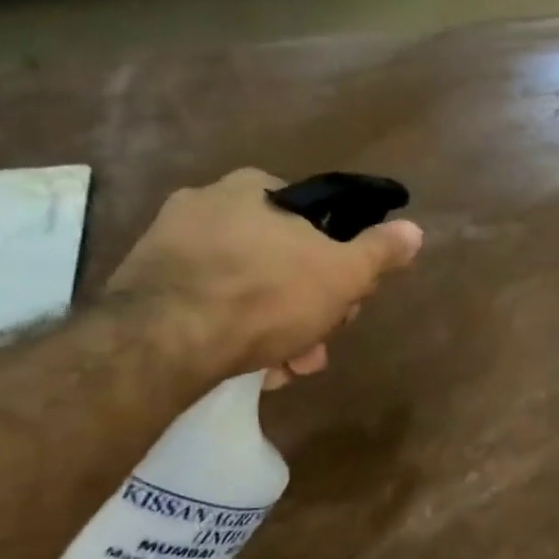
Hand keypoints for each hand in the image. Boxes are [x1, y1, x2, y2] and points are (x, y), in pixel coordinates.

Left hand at [105, 168, 421, 383]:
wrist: (164, 340)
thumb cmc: (267, 295)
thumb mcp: (344, 274)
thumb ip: (381, 251)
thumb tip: (414, 229)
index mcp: (257, 189)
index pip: (317, 223)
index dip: (341, 267)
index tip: (346, 303)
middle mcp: (208, 203)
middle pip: (284, 259)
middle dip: (310, 307)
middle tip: (317, 346)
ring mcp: (170, 243)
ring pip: (248, 287)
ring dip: (278, 329)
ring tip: (284, 369)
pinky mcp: (144, 283)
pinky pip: (208, 304)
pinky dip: (234, 332)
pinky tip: (247, 365)